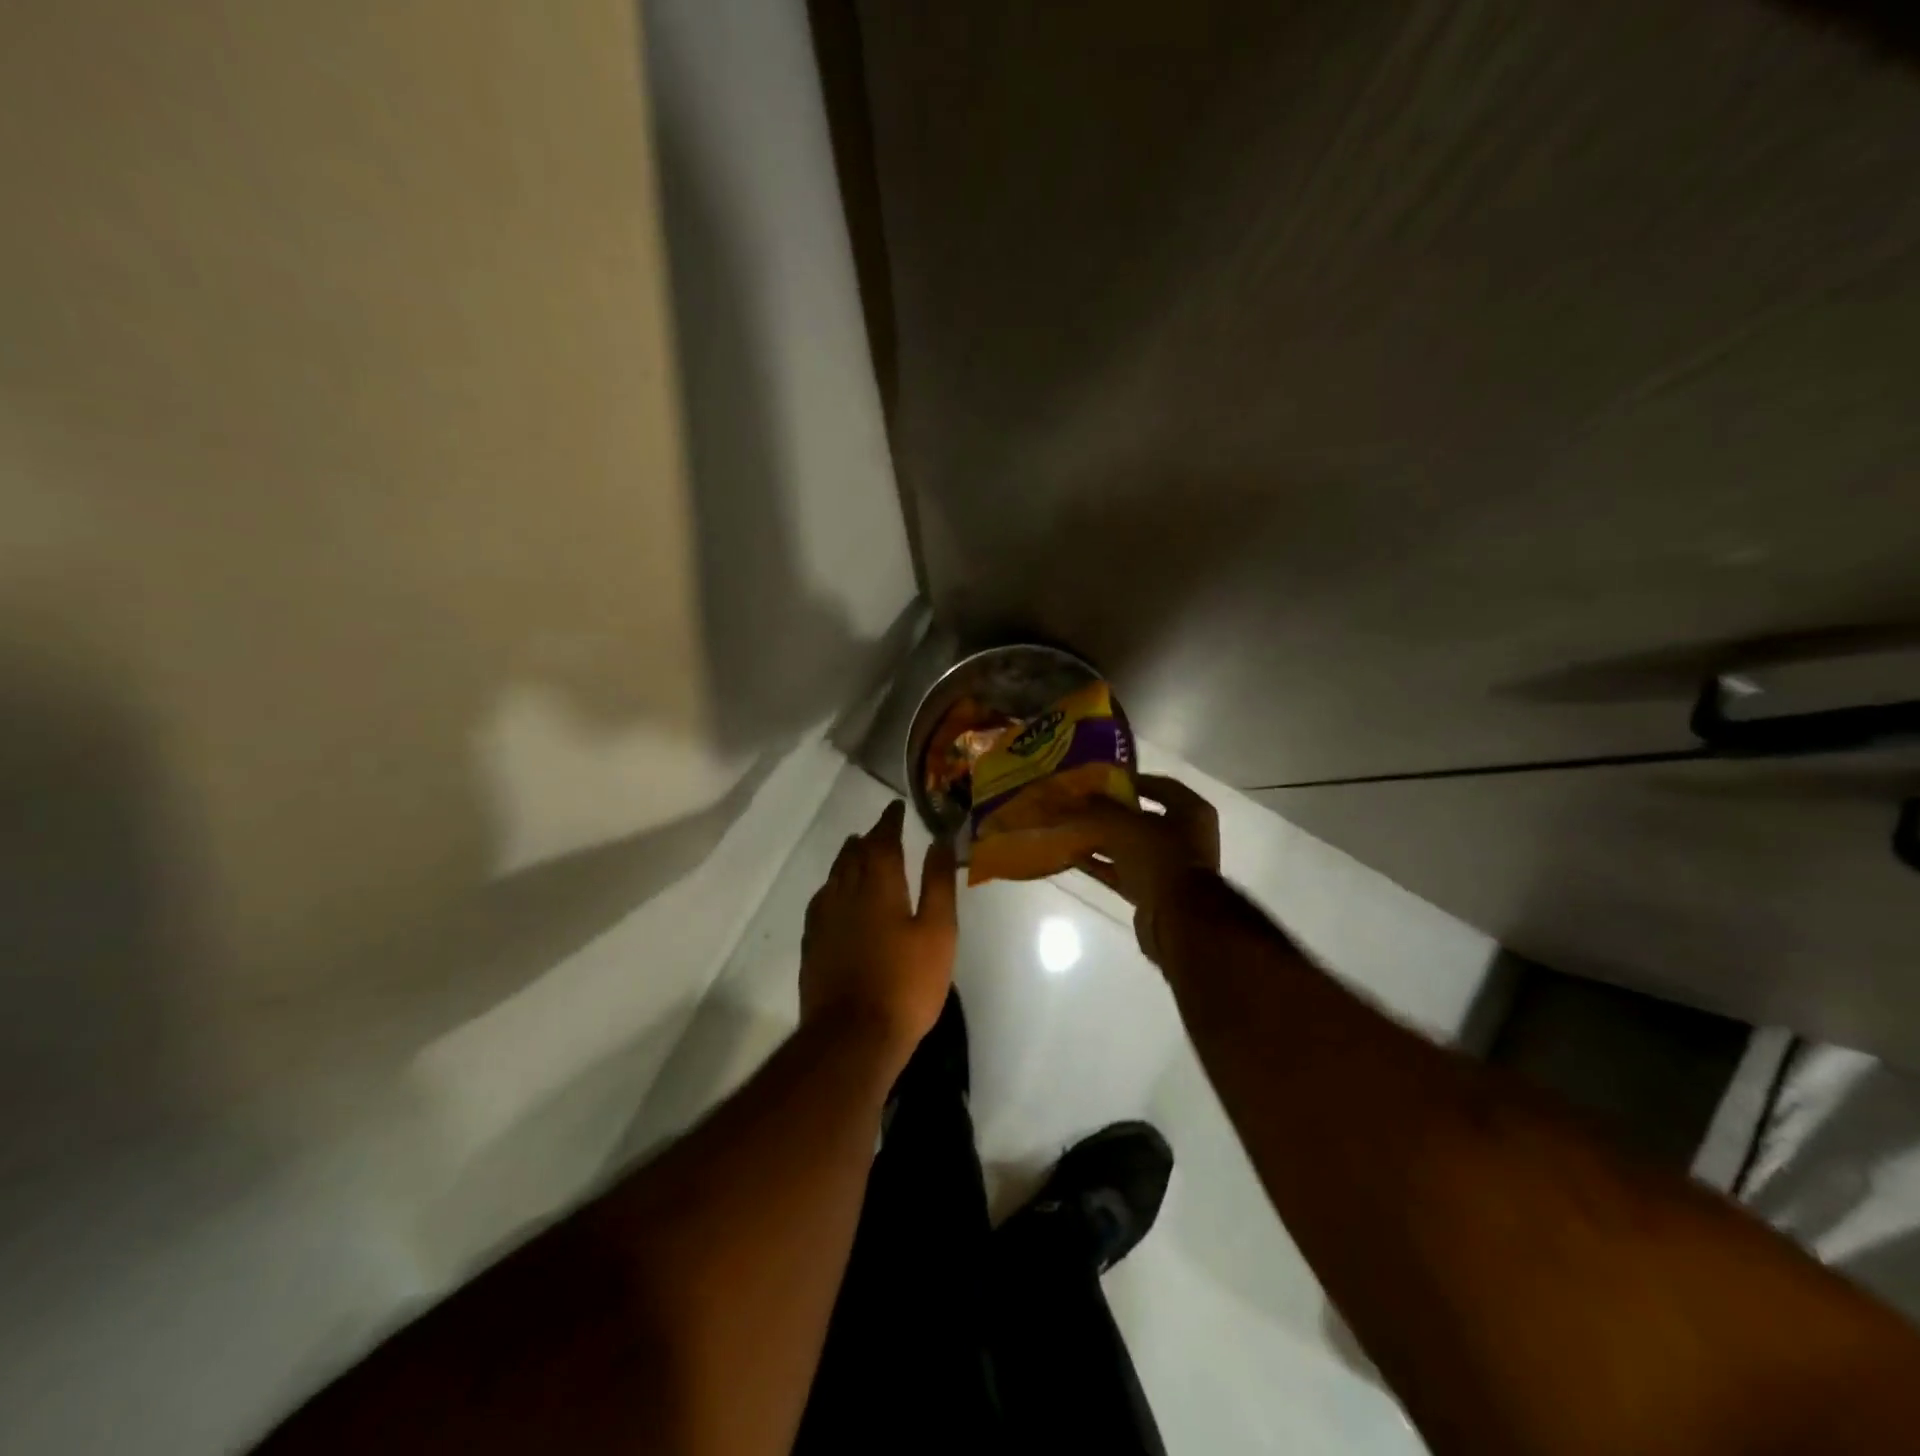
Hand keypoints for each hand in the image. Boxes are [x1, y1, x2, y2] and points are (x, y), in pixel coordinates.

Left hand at [800, 800, 958, 1069]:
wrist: (853, 1036)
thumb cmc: (906, 983)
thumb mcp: (938, 931)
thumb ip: (938, 883)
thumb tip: (938, 840)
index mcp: (878, 885)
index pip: (882, 840)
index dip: (889, 821)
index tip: (896, 807)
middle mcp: (845, 893)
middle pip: (853, 854)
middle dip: (868, 838)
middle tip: (880, 831)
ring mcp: (823, 919)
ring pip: (834, 875)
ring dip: (847, 858)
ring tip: (857, 852)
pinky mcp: (812, 944)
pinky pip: (821, 900)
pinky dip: (832, 886)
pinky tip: (835, 896)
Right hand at [1069, 774, 1220, 962]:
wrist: (1178, 920)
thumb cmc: (1159, 858)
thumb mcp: (1124, 825)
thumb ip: (1100, 809)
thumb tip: (1080, 797)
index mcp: (1191, 811)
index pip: (1159, 785)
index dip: (1129, 780)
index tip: (1100, 779)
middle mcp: (1185, 836)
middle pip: (1142, 817)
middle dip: (1111, 812)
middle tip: (1081, 804)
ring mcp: (1170, 866)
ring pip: (1130, 845)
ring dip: (1103, 839)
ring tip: (1071, 829)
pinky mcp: (1154, 891)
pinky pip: (1123, 870)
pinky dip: (1102, 864)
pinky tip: (1075, 857)